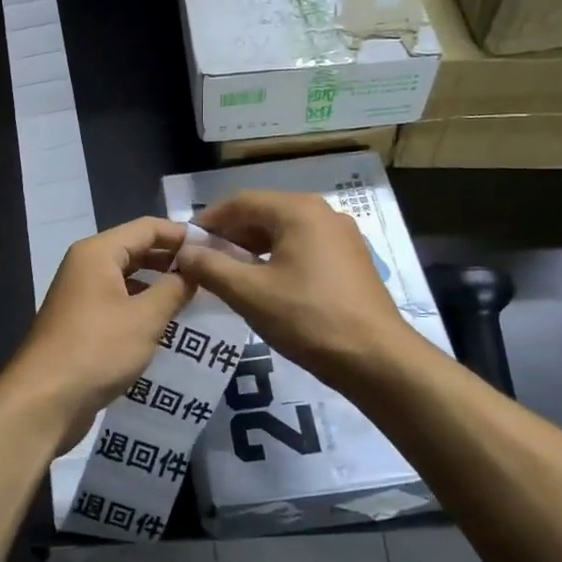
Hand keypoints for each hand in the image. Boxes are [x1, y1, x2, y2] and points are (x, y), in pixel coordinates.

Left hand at [0, 217, 195, 447]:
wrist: (43, 401)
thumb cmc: (97, 350)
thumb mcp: (145, 318)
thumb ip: (174, 289)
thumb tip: (194, 270)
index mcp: (98, 252)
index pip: (147, 227)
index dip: (181, 234)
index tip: (215, 247)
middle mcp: (86, 265)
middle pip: (136, 249)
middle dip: (171, 259)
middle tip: (210, 272)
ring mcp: (81, 294)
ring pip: (127, 277)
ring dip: (158, 284)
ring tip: (195, 296)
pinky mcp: (81, 321)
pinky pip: (118, 301)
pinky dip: (142, 305)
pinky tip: (166, 322)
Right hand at [174, 190, 413, 389]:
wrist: (377, 359)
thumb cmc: (309, 319)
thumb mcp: (250, 293)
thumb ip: (211, 267)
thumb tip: (183, 252)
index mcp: (299, 210)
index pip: (242, 202)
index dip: (209, 220)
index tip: (185, 242)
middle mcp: (323, 213)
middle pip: (265, 213)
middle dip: (231, 234)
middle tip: (203, 259)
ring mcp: (342, 236)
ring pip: (285, 232)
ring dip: (253, 248)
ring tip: (228, 272)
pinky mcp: (352, 260)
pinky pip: (304, 247)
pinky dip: (278, 258)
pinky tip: (264, 284)